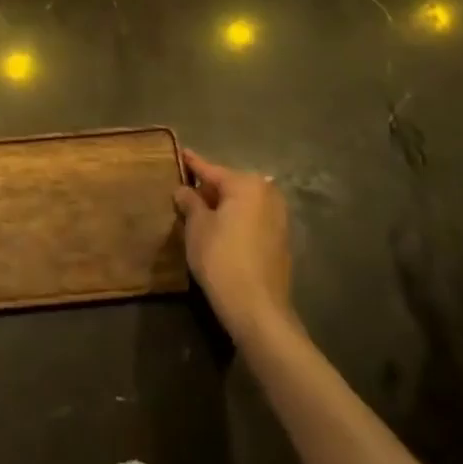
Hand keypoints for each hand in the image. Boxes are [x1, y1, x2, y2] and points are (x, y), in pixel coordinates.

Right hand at [174, 149, 291, 335]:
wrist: (258, 311)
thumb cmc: (222, 259)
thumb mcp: (197, 227)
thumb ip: (190, 202)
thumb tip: (184, 190)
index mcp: (246, 185)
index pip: (212, 170)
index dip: (193, 164)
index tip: (181, 152)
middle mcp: (267, 195)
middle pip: (230, 186)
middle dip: (208, 189)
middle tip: (186, 190)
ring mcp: (278, 220)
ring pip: (242, 204)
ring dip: (223, 206)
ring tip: (200, 211)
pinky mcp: (281, 243)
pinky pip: (252, 221)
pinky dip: (236, 221)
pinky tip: (220, 231)